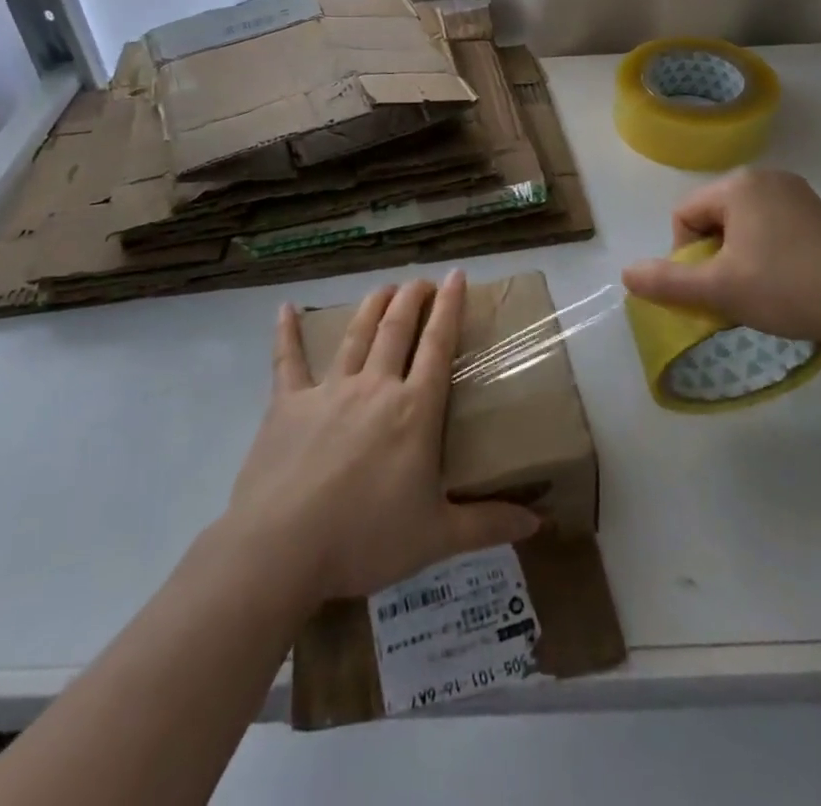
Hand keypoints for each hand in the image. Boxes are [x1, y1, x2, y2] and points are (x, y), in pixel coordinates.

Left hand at [223, 271, 539, 607]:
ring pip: (355, 335)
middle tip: (421, 281)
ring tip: (384, 287)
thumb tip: (537, 521)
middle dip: (412, 298)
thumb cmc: (365, 539)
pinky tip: (285, 308)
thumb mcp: (436, 537)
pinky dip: (287, 332)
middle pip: (397, 328)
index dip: (450, 307)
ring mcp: (329, 390)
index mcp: (414, 410)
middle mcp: (375, 386)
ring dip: (372, 306)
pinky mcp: (288, 403)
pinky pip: (288, 360)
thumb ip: (487, 524)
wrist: (283, 546)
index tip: (456, 276)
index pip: (438, 346)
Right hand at [621, 169, 820, 349]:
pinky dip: (766, 255)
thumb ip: (666, 281)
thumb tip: (626, 274)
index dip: (686, 256)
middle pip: (713, 219)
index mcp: (737, 185)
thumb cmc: (786, 288)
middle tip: (733, 292)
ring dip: (737, 258)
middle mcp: (766, 178)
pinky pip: (771, 229)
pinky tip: (785, 283)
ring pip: (742, 226)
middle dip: (713, 257)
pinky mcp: (819, 215)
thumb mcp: (718, 289)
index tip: (710, 287)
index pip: (684, 216)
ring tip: (758, 292)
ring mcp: (797, 194)